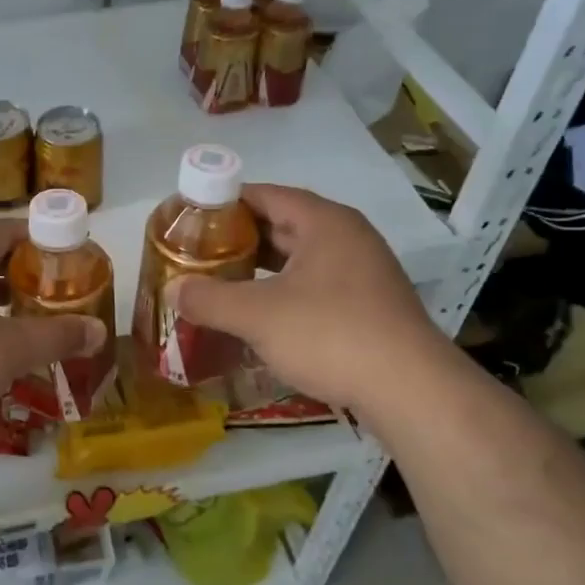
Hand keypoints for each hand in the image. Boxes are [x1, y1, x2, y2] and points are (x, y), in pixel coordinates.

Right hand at [171, 184, 452, 417]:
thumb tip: (173, 290)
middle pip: (284, 225)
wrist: (410, 389)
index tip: (192, 217)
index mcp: (325, 223)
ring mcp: (363, 272)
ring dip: (262, 267)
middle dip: (240, 237)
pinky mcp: (368, 306)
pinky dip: (283, 291)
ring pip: (300, 258)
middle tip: (199, 251)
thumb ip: (209, 299)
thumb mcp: (258, 315)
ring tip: (221, 280)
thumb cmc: (330, 335)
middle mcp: (348, 238)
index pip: (267, 195)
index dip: (226, 202)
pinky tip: (260, 313)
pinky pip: (315, 285)